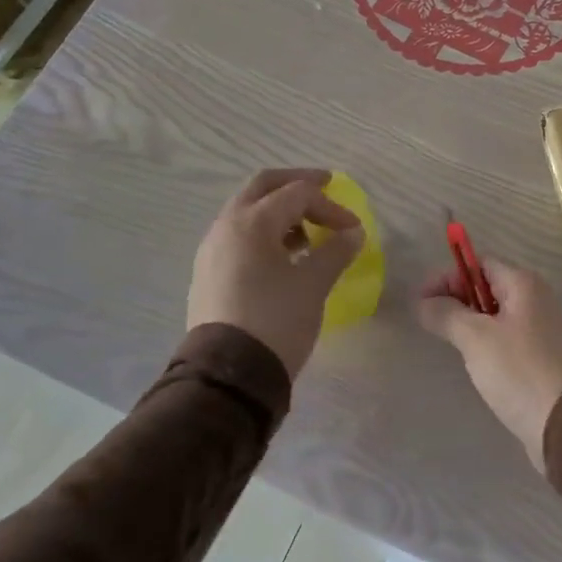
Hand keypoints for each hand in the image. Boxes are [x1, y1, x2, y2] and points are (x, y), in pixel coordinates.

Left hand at [188, 168, 363, 376]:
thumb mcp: (313, 284)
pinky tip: (284, 258)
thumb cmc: (275, 320)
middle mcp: (226, 227)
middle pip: (263, 187)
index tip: (353, 228)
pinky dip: (264, 233)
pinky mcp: (208, 275)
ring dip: (280, 211)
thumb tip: (352, 233)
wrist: (228, 376)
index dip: (331, 206)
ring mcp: (212, 251)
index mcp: (251, 222)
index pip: (298, 194)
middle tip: (325, 188)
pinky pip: (239, 237)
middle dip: (296, 185)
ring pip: (248, 212)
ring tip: (308, 234)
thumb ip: (336, 251)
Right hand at [416, 259, 561, 469]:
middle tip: (431, 321)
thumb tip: (423, 301)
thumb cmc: (517, 370)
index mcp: (524, 284)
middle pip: (489, 286)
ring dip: (472, 320)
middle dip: (458, 298)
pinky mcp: (545, 354)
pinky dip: (489, 339)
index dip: (449, 277)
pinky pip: (510, 335)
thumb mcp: (475, 338)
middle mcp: (538, 298)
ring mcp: (545, 326)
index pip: (480, 264)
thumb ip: (446, 313)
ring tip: (449, 340)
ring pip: (499, 313)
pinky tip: (476, 360)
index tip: (422, 300)